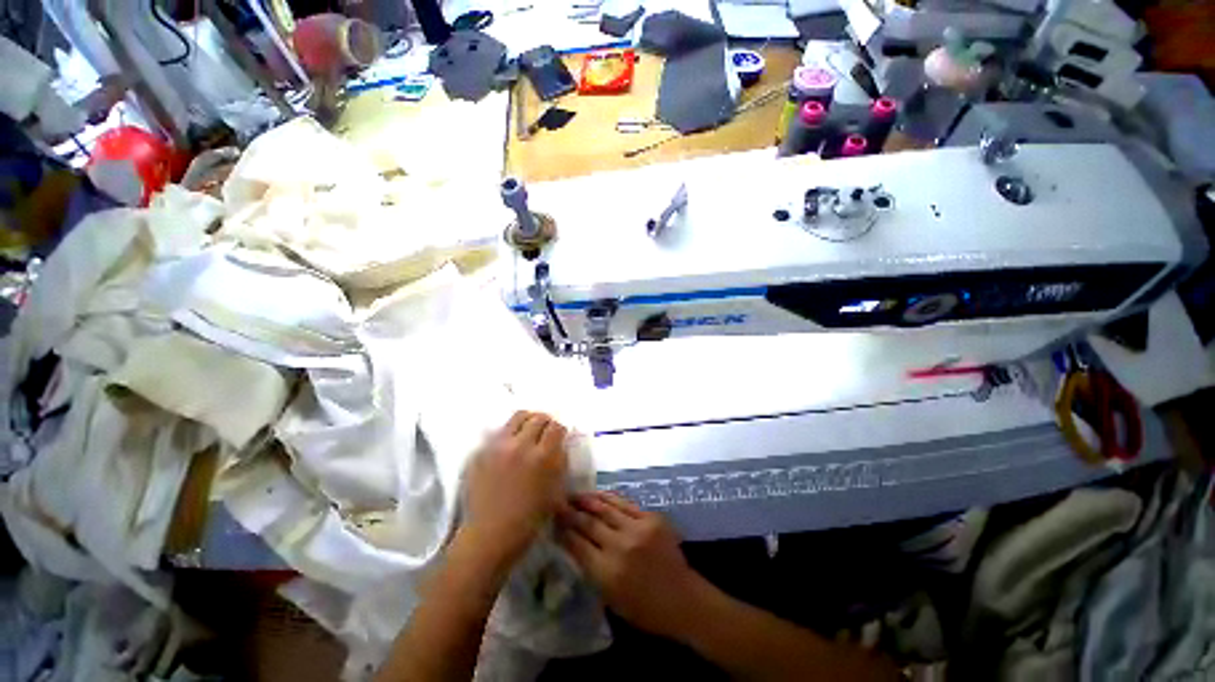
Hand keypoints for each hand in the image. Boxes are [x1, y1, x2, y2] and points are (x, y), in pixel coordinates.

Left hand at [463, 411, 568, 564]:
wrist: (490, 535)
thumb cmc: (529, 519)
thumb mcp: (556, 491)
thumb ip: (560, 462)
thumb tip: (560, 444)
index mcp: (543, 457)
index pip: (556, 427)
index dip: (560, 430)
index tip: (559, 437)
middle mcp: (521, 445)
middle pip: (538, 417)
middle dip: (545, 423)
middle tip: (545, 433)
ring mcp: (499, 446)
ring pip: (518, 417)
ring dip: (527, 421)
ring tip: (528, 432)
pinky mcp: (482, 451)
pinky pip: (499, 431)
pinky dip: (509, 433)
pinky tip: (510, 447)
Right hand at [557, 492, 707, 637]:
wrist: (682, 599)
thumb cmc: (643, 609)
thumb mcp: (610, 598)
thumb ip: (591, 569)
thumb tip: (573, 544)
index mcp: (607, 572)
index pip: (577, 544)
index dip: (563, 531)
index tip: (552, 521)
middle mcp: (620, 546)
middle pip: (588, 523)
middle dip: (570, 512)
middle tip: (558, 503)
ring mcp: (637, 528)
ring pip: (605, 508)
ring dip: (587, 500)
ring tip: (574, 495)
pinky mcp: (651, 518)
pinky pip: (624, 503)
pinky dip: (608, 498)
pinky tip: (598, 495)